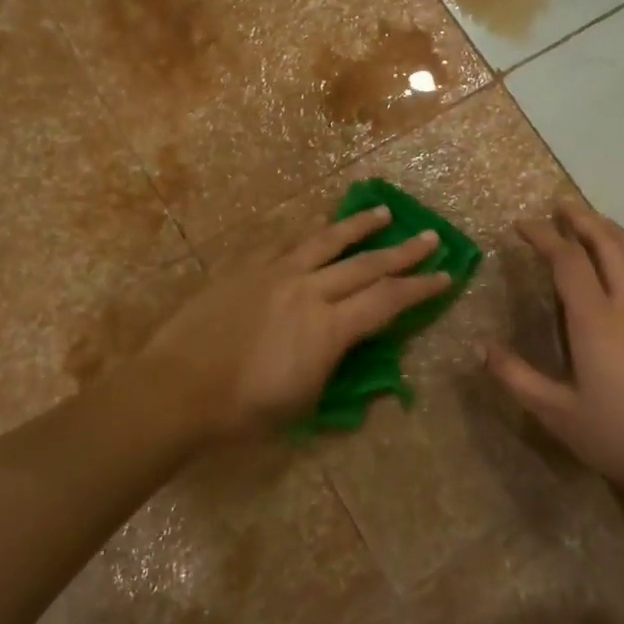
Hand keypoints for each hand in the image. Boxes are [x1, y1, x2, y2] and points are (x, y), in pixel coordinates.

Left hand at [140, 206, 450, 439]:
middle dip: (404, 251)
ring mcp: (276, 273)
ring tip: (384, 212)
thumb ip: (338, 369)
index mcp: (330, 328)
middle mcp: (310, 290)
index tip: (447, 275)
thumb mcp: (305, 403)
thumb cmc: (243, 411)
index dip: (422, 287)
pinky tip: (319, 224)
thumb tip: (358, 349)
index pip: (389, 300)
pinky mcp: (247, 268)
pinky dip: (309, 232)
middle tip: (431, 237)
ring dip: (360, 226)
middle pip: (367, 264)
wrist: (177, 389)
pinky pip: (286, 242)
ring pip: (327, 241)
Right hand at [484, 200, 623, 502]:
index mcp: (595, 319)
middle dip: (582, 219)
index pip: (568, 261)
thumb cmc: (618, 434)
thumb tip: (482, 348)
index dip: (544, 237)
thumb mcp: (556, 412)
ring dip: (612, 230)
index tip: (522, 225)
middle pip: (607, 244)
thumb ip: (516, 377)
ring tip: (595, 222)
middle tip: (561, 204)